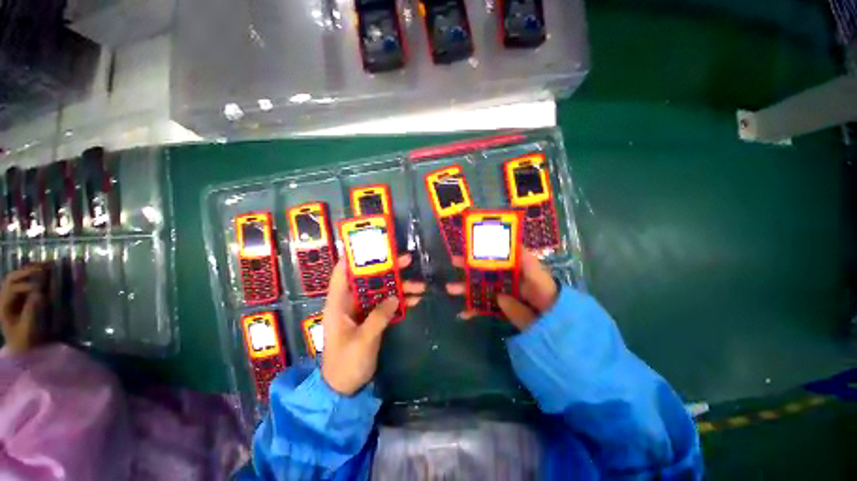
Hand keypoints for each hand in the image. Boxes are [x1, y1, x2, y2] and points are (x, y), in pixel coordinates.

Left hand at [0, 264, 45, 354]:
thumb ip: (31, 311)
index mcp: (4, 306)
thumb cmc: (25, 342)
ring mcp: (10, 298)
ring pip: (15, 278)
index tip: (42, 289)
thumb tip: (39, 294)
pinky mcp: (18, 299)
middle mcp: (4, 299)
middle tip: (44, 267)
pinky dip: (31, 276)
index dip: (26, 286)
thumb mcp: (27, 329)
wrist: (22, 350)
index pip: (12, 288)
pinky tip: (42, 274)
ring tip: (44, 266)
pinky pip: (22, 283)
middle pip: (11, 279)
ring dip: (28, 271)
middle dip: (26, 271)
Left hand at [322, 254, 424, 395]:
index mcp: (339, 303)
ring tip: (420, 286)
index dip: (354, 257)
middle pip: (369, 278)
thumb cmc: (346, 363)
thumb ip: (379, 317)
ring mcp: (363, 309)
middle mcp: (350, 301)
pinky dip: (400, 301)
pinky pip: (387, 304)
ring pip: (382, 290)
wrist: (344, 388)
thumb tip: (396, 297)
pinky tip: (415, 299)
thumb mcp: (362, 340)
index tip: (373, 245)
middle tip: (408, 260)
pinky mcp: (372, 318)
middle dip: (388, 269)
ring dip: (400, 287)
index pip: (342, 272)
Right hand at [446, 251, 557, 330]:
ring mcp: (504, 294)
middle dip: (470, 266)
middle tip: (454, 261)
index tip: (472, 244)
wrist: (561, 328)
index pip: (502, 253)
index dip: (487, 247)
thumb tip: (499, 291)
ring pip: (483, 287)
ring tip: (450, 288)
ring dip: (466, 288)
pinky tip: (462, 314)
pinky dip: (475, 309)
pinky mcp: (502, 308)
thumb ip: (527, 275)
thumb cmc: (551, 299)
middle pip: (487, 270)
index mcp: (520, 268)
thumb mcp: (542, 282)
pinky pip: (486, 306)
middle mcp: (510, 278)